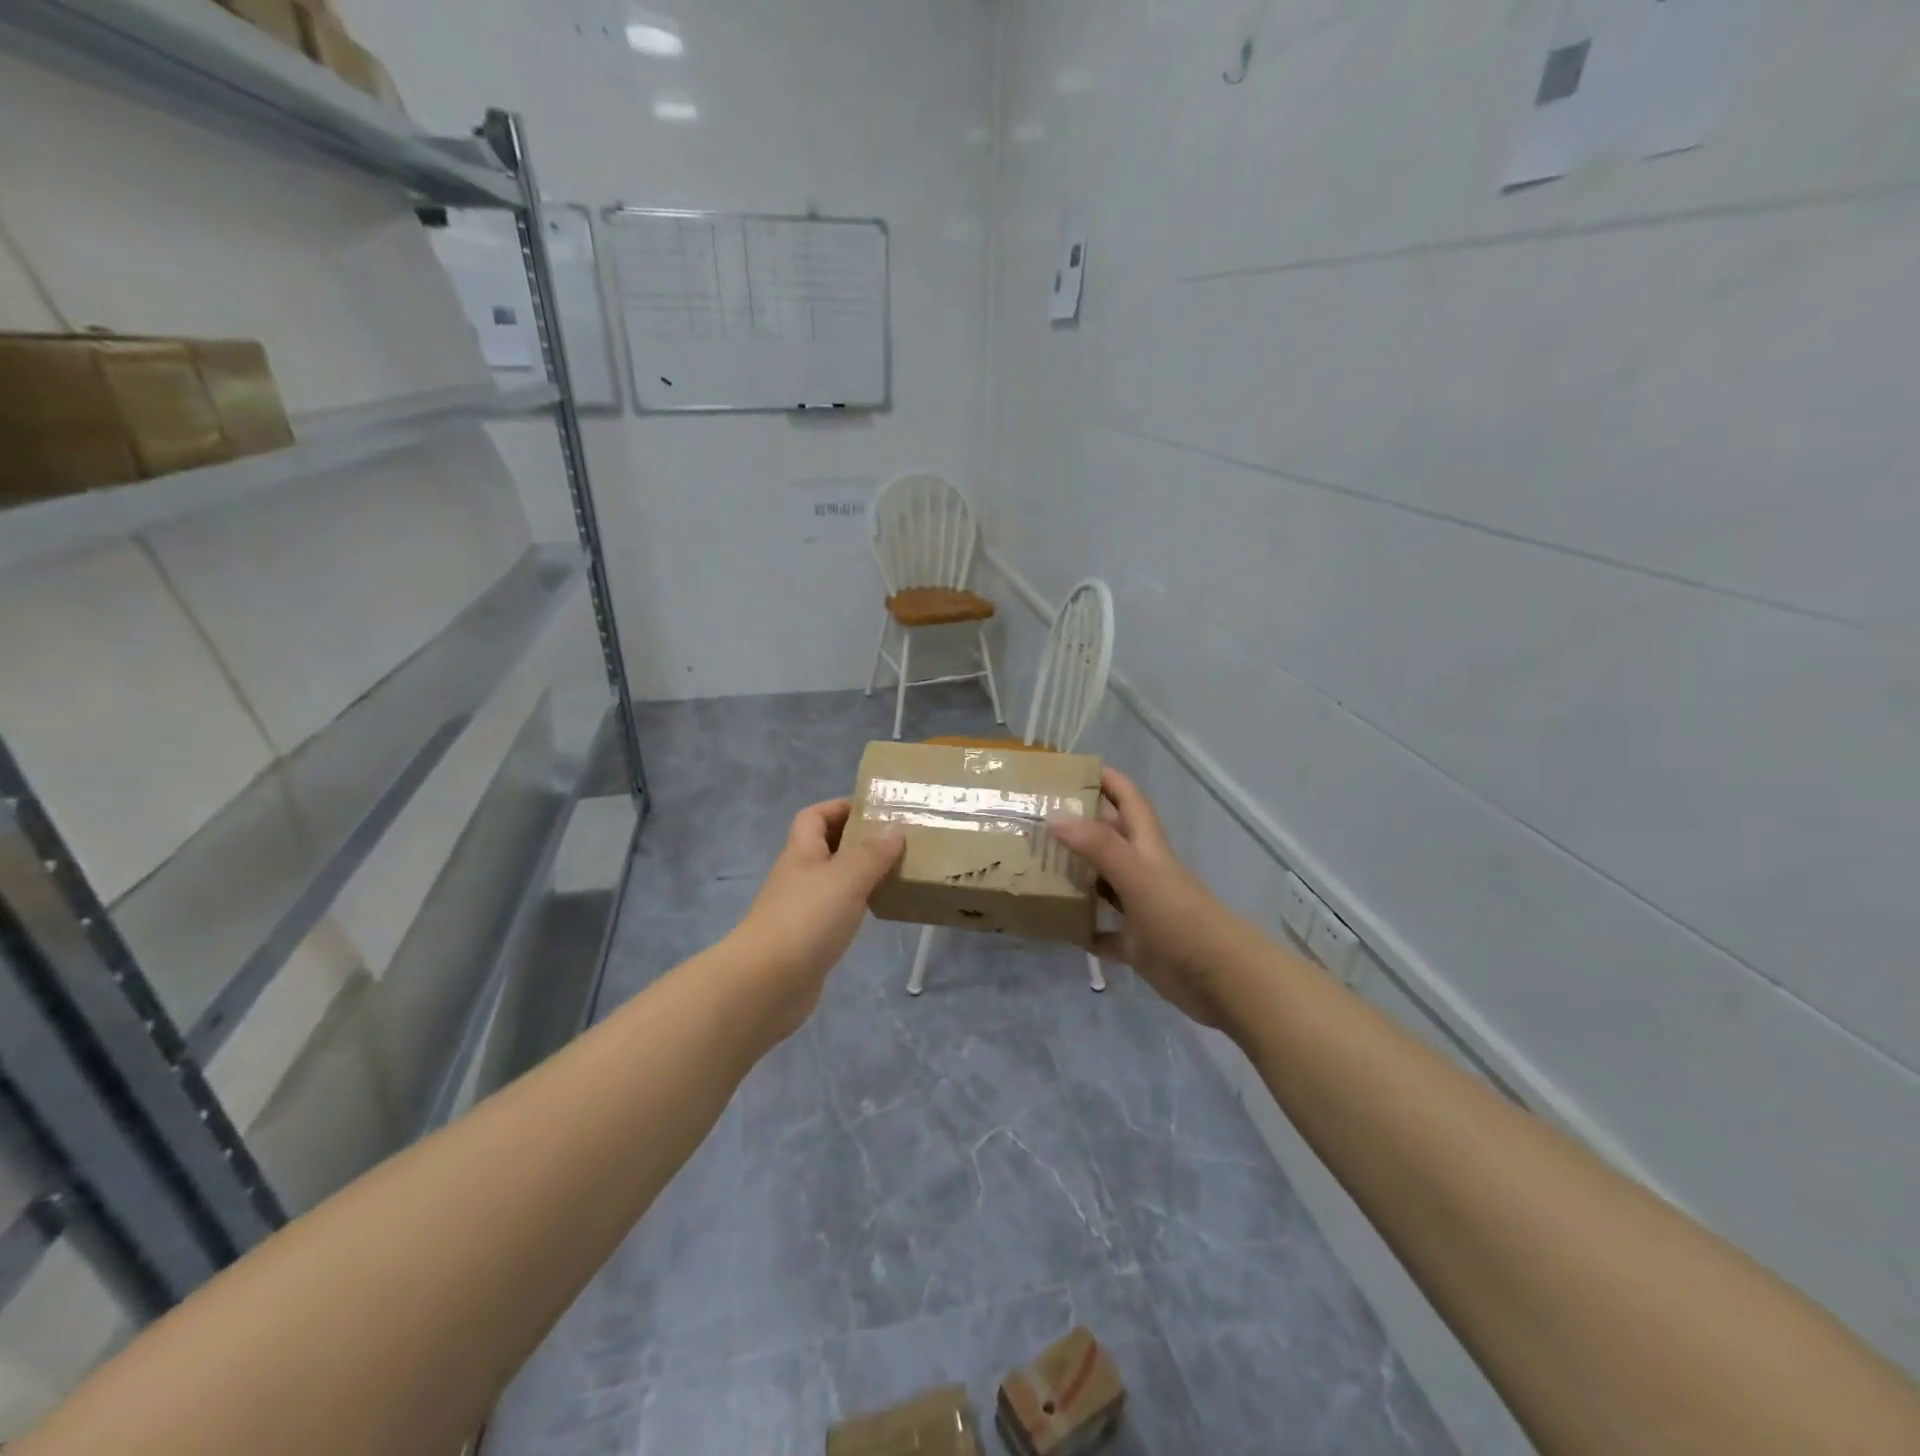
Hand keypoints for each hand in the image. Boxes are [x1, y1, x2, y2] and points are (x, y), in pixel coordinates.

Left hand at [727, 799, 904, 1040]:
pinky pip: (836, 912)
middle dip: (858, 840)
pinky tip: (877, 911)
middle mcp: (799, 876)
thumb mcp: (846, 878)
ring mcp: (800, 910)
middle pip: (826, 847)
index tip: (875, 810)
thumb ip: (872, 854)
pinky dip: (856, 906)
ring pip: (834, 880)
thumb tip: (895, 831)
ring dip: (860, 874)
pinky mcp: (808, 940)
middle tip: (896, 841)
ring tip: (895, 873)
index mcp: (802, 852)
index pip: (815, 816)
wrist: (766, 983)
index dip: (841, 807)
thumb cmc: (806, 919)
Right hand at [1047, 769, 1256, 1031]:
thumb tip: (1054, 816)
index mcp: (1147, 849)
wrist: (1222, 980)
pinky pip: (1104, 933)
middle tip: (1038, 820)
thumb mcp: (1138, 877)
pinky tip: (1058, 927)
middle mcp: (1143, 873)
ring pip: (1103, 885)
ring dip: (1076, 877)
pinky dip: (1084, 929)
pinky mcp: (1138, 946)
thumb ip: (1098, 847)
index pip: (1129, 801)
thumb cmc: (1181, 919)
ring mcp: (1141, 910)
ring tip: (1036, 868)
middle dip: (1080, 827)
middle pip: (1110, 840)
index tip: (1074, 768)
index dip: (1109, 781)